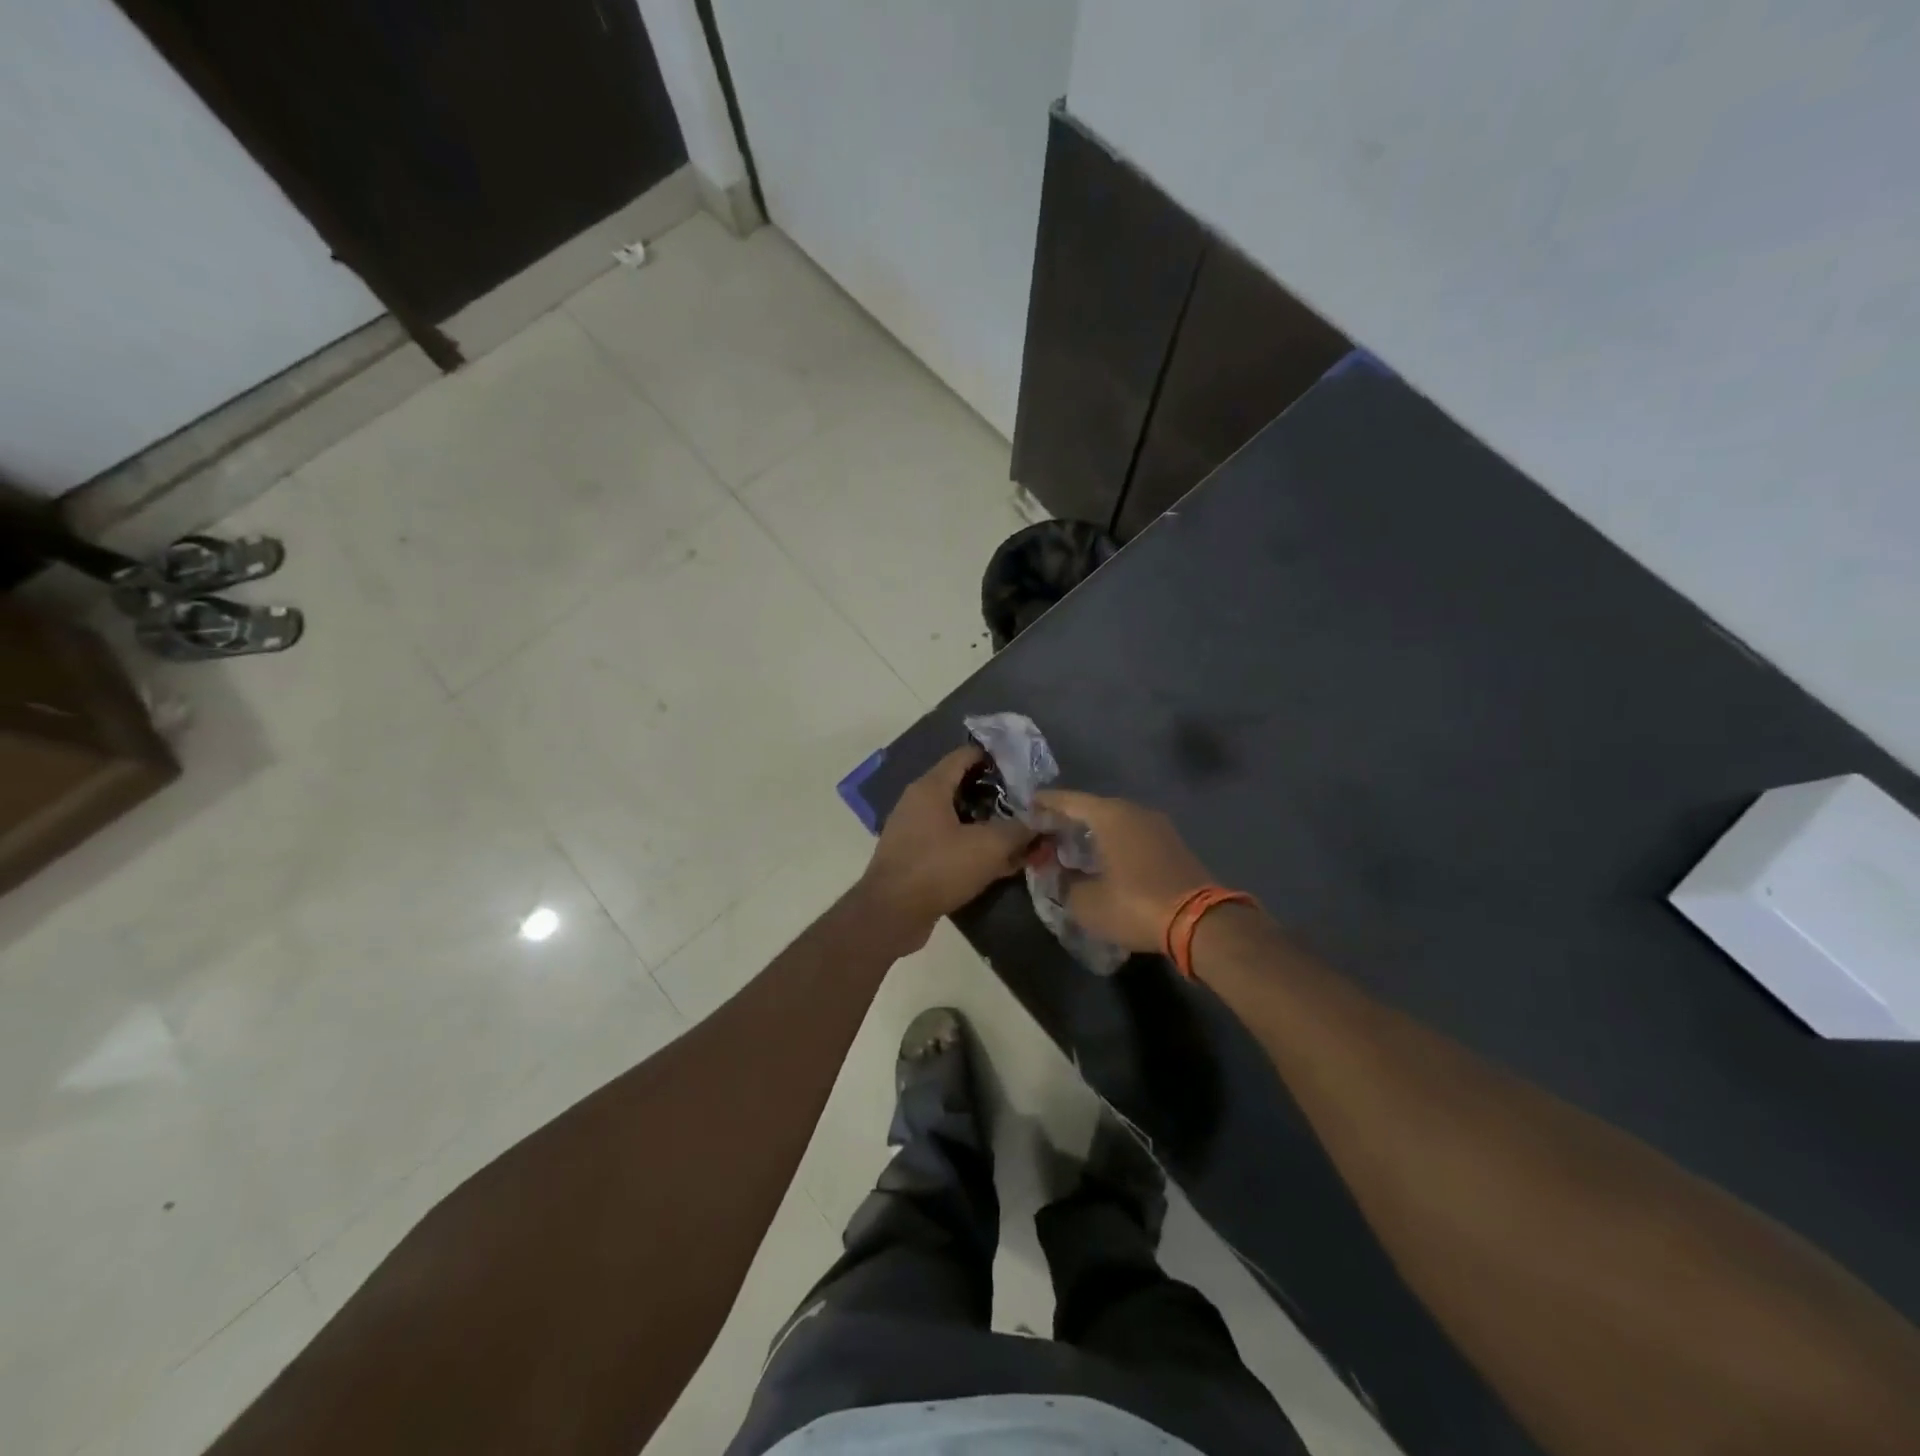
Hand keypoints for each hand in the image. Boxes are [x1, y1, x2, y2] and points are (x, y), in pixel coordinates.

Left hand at [858, 748, 1034, 947]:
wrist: (891, 914)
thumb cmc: (938, 868)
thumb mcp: (988, 846)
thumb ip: (1020, 830)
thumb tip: (1044, 820)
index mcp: (931, 787)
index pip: (965, 756)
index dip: (995, 757)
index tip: (1025, 767)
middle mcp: (919, 802)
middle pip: (964, 787)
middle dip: (998, 796)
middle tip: (1030, 805)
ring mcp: (915, 831)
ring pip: (960, 819)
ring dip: (989, 825)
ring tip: (1022, 835)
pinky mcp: (916, 858)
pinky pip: (952, 844)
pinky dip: (975, 848)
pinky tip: (1002, 863)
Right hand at [1032, 790, 1213, 953]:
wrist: (1200, 922)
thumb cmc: (1135, 904)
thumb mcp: (1087, 902)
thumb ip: (1064, 884)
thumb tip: (1057, 874)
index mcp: (1110, 815)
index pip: (1069, 801)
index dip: (1046, 803)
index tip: (1028, 806)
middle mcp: (1134, 811)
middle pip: (1093, 808)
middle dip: (1069, 819)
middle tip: (1047, 831)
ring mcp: (1157, 826)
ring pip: (1115, 821)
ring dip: (1093, 832)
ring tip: (1072, 847)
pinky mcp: (1172, 844)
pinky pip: (1132, 834)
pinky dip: (1113, 841)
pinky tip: (1104, 859)